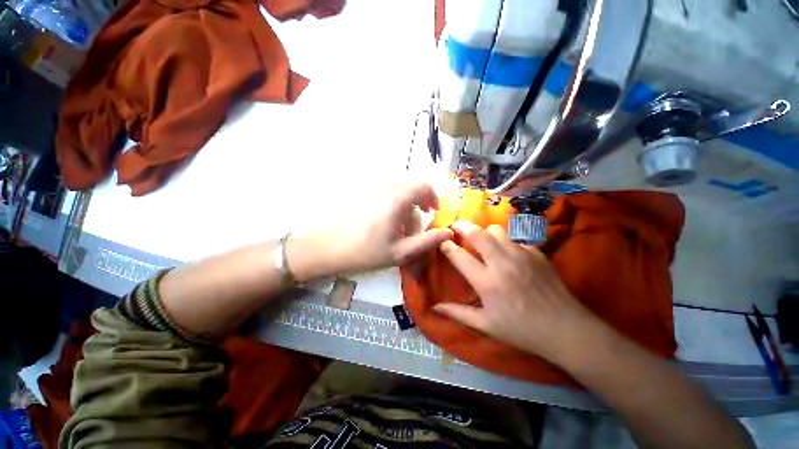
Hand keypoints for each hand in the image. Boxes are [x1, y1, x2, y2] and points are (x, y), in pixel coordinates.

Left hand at [291, 182, 452, 279]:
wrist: (328, 247)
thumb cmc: (366, 251)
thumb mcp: (400, 251)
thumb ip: (426, 241)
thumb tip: (448, 233)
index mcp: (397, 198)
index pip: (422, 186)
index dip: (432, 197)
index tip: (433, 212)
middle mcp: (386, 188)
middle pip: (410, 187)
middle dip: (419, 202)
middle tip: (418, 221)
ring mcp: (372, 190)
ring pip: (398, 191)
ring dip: (406, 204)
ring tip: (401, 226)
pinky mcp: (363, 194)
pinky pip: (385, 193)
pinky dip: (393, 204)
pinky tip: (386, 223)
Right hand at [434, 221, 592, 361]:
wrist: (564, 329)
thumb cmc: (521, 330)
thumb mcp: (486, 325)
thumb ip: (458, 313)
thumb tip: (435, 307)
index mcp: (486, 282)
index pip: (459, 255)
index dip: (447, 246)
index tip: (442, 242)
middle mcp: (501, 263)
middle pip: (477, 233)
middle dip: (462, 226)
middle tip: (456, 227)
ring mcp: (521, 255)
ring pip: (496, 230)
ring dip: (485, 232)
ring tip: (483, 241)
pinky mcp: (536, 253)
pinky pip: (514, 239)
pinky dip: (506, 243)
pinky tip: (508, 255)